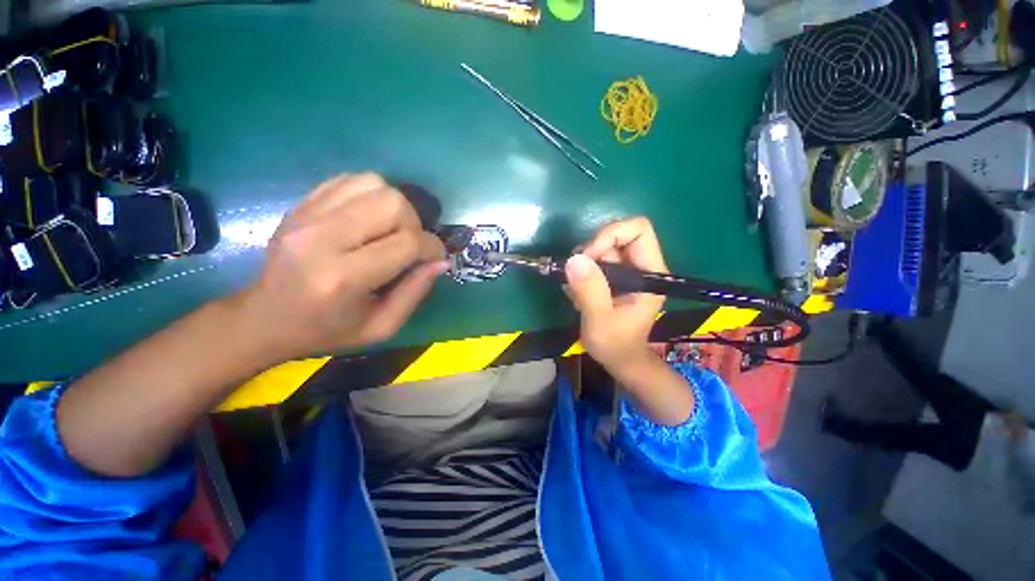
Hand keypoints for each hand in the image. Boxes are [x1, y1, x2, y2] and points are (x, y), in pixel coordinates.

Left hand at [239, 173, 446, 359]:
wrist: (265, 318)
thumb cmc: (327, 330)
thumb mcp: (381, 327)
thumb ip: (415, 292)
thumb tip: (441, 262)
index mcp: (342, 278)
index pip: (406, 243)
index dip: (432, 247)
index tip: (436, 257)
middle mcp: (322, 238)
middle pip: (392, 204)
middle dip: (414, 224)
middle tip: (409, 245)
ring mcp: (307, 215)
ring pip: (374, 184)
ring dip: (394, 207)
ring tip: (389, 230)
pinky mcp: (301, 204)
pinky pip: (351, 180)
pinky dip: (371, 195)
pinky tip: (370, 218)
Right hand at [565, 217, 666, 374]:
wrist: (619, 359)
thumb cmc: (615, 345)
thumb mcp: (600, 321)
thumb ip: (590, 291)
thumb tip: (574, 259)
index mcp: (650, 275)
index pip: (638, 231)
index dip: (610, 235)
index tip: (588, 257)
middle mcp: (641, 267)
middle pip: (617, 235)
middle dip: (591, 250)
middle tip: (575, 274)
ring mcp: (627, 271)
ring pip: (602, 247)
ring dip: (583, 263)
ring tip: (575, 289)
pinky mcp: (614, 276)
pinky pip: (595, 260)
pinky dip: (581, 270)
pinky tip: (577, 292)